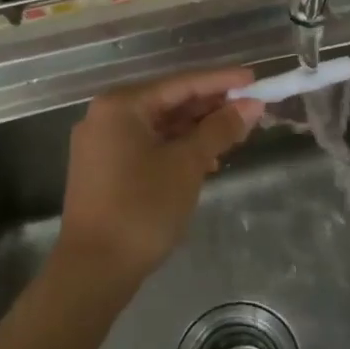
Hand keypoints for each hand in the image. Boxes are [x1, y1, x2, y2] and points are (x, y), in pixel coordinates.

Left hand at [59, 66, 265, 284]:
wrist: (95, 269)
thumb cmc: (142, 208)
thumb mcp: (188, 164)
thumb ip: (220, 129)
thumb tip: (251, 105)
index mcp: (121, 105)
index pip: (181, 83)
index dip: (221, 81)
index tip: (254, 79)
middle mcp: (106, 116)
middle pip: (169, 102)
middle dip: (210, 107)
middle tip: (250, 109)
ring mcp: (102, 144)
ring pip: (160, 126)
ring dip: (197, 130)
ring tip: (235, 135)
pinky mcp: (104, 168)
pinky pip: (148, 145)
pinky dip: (177, 148)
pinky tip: (206, 161)